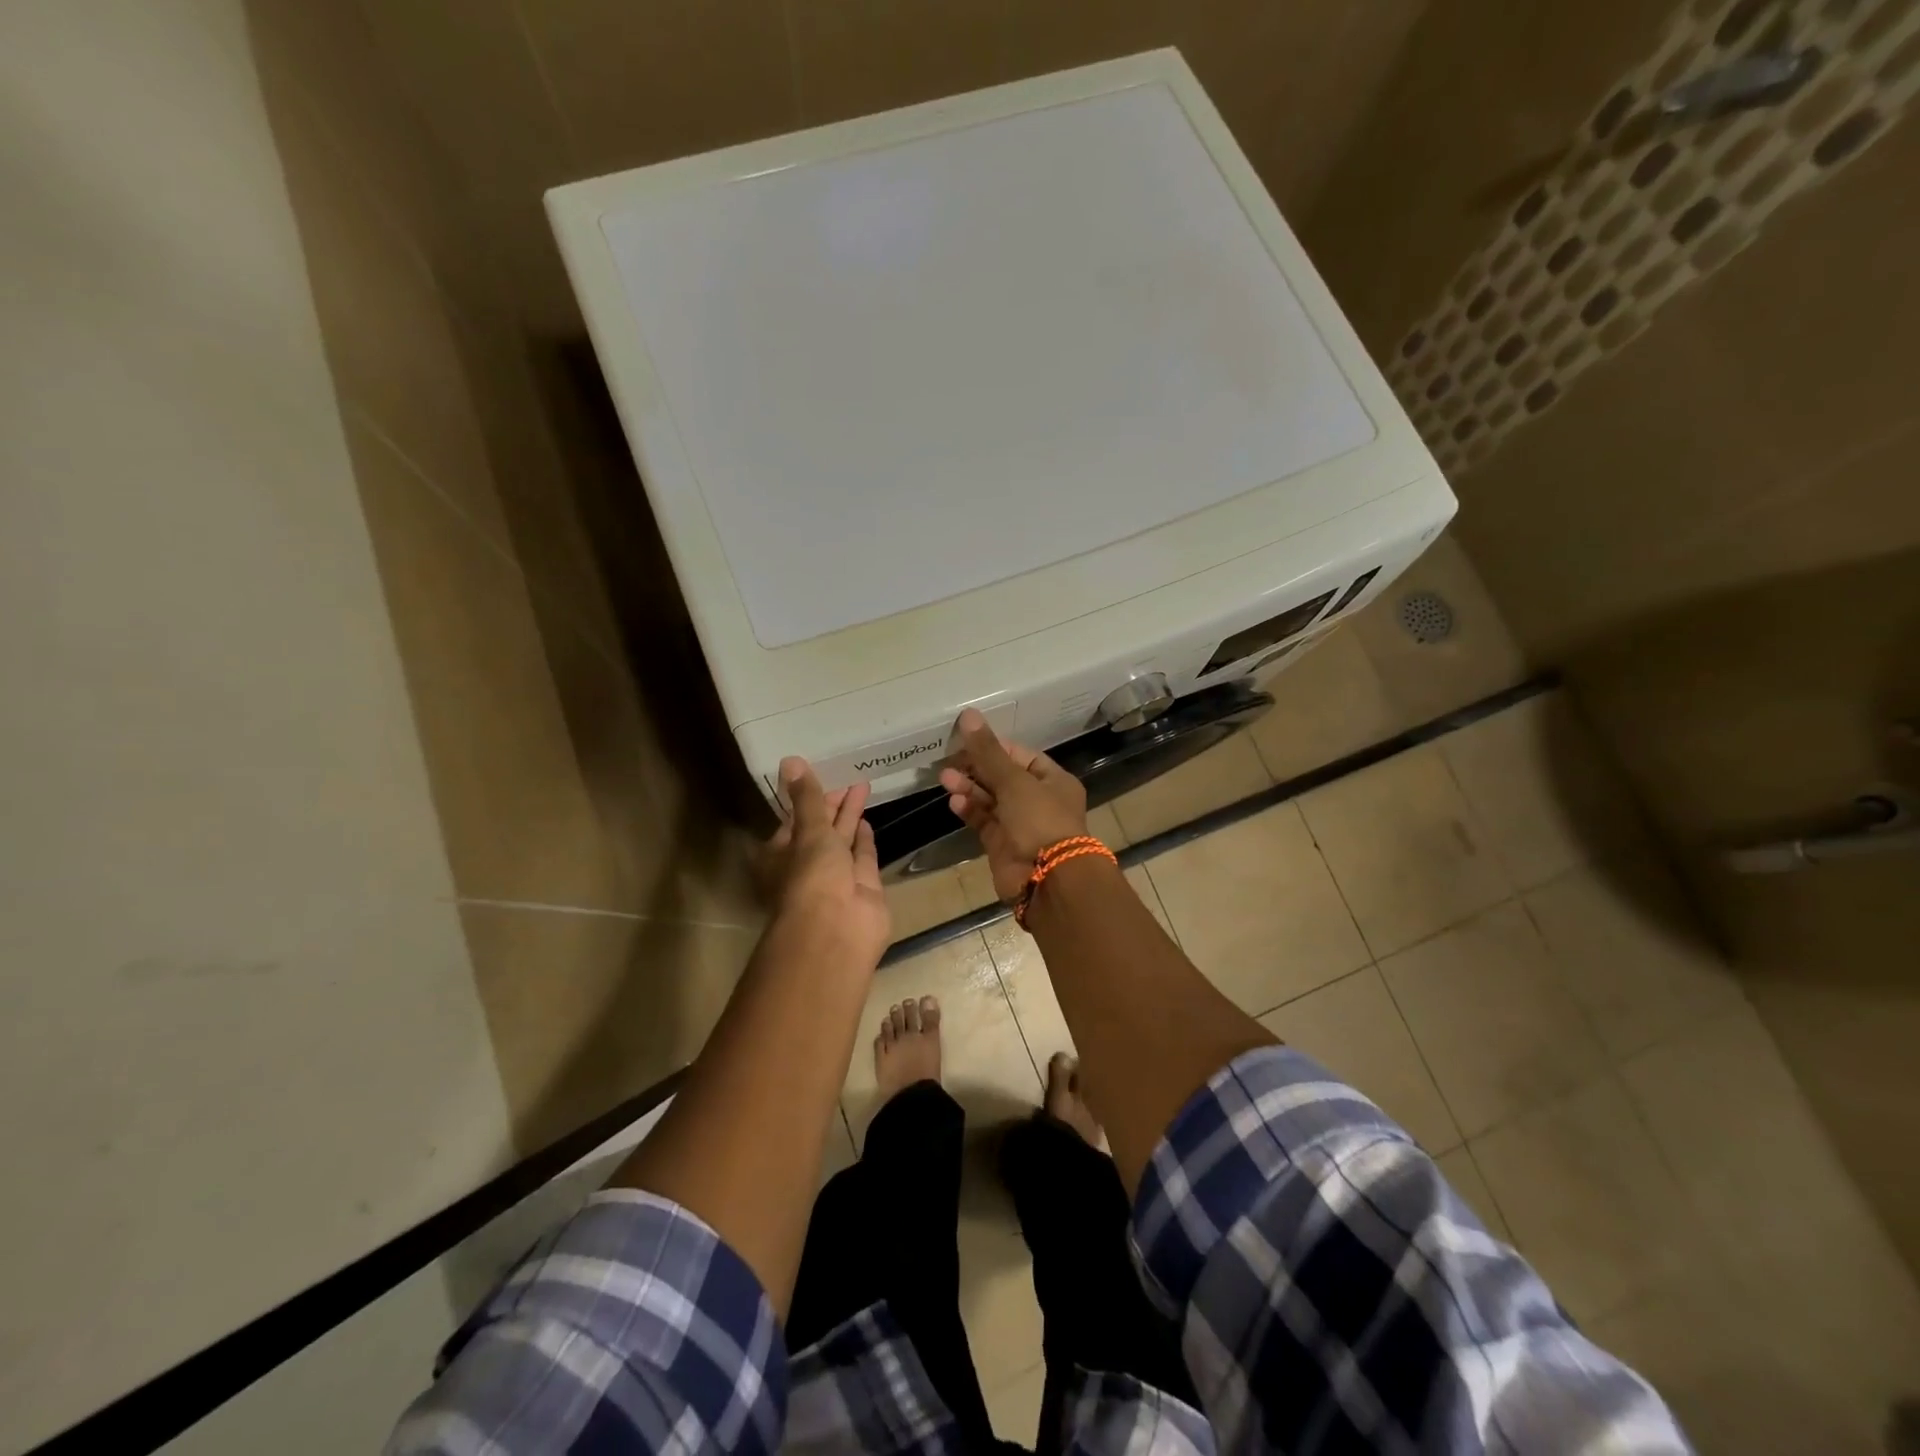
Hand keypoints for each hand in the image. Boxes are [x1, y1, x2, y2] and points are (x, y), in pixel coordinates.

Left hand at [763, 758, 890, 968]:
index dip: (807, 800)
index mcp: (781, 855)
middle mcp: (807, 867)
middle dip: (833, 805)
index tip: (822, 776)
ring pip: (843, 841)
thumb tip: (790, 759)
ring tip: (862, 787)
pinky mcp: (863, 888)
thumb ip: (807, 797)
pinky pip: (863, 857)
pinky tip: (868, 821)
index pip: (793, 821)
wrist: (837, 931)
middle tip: (849, 776)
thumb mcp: (808, 830)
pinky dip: (865, 840)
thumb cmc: (812, 877)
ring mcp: (836, 879)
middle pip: (820, 830)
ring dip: (851, 817)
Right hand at [938, 709, 1090, 902]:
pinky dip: (969, 810)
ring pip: (990, 800)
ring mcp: (1020, 824)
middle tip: (949, 760)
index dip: (995, 747)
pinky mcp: (1002, 845)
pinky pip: (983, 821)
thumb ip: (988, 751)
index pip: (1021, 755)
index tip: (968, 740)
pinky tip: (953, 801)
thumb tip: (968, 715)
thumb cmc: (1040, 820)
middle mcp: (1038, 801)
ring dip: (969, 788)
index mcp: (1053, 781)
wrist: (1047, 879)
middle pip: (1002, 777)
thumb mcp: (1014, 781)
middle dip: (976, 768)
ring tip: (945, 778)